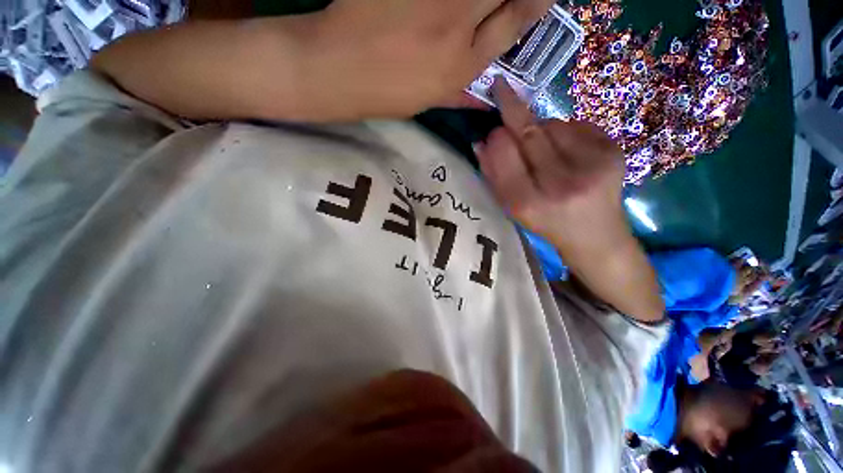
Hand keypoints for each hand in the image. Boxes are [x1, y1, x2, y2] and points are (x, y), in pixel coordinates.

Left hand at [307, 0, 556, 117]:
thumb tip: (488, 98)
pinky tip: (442, 5)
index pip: (514, 24)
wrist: (337, 69)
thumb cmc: (385, 95)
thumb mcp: (428, 103)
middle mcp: (456, 26)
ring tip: (468, 9)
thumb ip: (460, 93)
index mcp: (461, 67)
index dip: (534, 3)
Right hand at [475, 80, 626, 250]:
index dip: (496, 136)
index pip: (504, 154)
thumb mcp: (511, 207)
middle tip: (501, 90)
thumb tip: (481, 142)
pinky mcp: (614, 151)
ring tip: (544, 149)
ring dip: (540, 128)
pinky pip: (576, 123)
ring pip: (552, 123)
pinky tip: (567, 150)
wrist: (595, 234)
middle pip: (529, 131)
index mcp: (528, 202)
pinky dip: (564, 131)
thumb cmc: (544, 222)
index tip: (492, 130)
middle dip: (512, 110)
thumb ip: (493, 175)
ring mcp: (593, 165)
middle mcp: (561, 183)